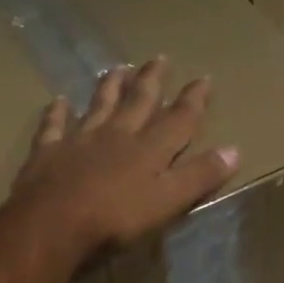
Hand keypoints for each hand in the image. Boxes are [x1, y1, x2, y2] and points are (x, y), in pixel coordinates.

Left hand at [5, 57, 238, 263]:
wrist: (53, 224)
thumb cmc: (116, 218)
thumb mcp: (168, 201)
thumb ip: (199, 176)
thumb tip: (235, 150)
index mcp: (148, 149)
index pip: (178, 119)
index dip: (193, 100)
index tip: (204, 78)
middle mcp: (116, 135)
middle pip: (138, 102)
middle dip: (152, 81)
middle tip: (159, 58)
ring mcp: (79, 140)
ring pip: (99, 105)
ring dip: (110, 86)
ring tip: (118, 68)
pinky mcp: (48, 152)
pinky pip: (54, 126)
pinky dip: (58, 112)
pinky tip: (59, 101)